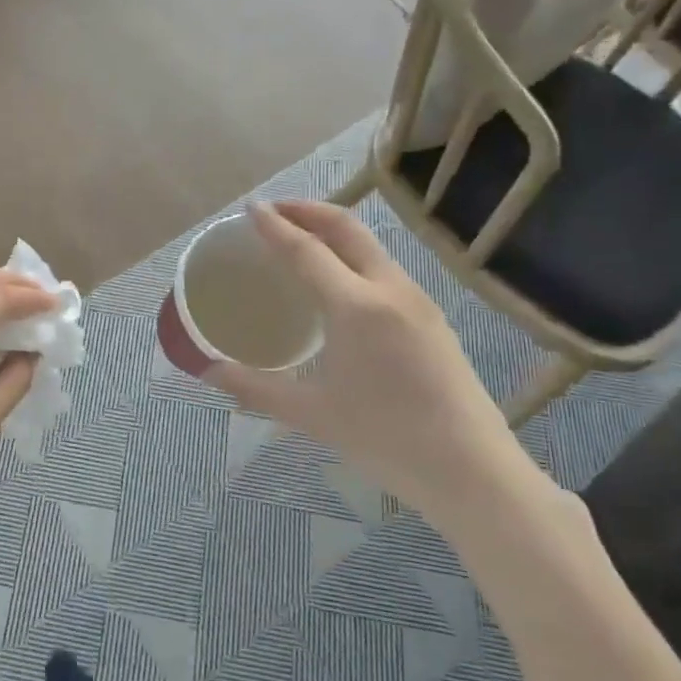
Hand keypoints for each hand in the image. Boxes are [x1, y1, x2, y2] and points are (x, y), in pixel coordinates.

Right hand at [205, 202, 540, 526]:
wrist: (473, 472)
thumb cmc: (385, 440)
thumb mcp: (311, 414)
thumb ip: (254, 388)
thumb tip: (208, 371)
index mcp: (356, 307)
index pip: (306, 250)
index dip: (274, 226)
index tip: (249, 208)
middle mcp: (390, 290)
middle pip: (347, 229)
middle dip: (308, 211)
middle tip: (273, 212)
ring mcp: (418, 301)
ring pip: (371, 247)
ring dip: (333, 231)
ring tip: (301, 241)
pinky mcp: (433, 319)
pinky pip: (385, 269)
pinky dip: (353, 256)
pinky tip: (339, 284)